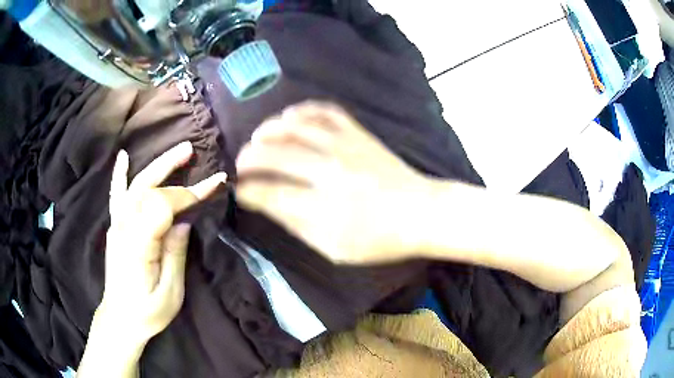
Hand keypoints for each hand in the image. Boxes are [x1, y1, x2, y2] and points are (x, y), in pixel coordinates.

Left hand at [99, 142, 225, 346]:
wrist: (121, 318)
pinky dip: (119, 174)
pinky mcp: (115, 227)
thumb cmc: (148, 312)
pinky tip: (124, 157)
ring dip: (156, 165)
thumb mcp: (170, 293)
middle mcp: (124, 229)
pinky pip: (116, 195)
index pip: (161, 206)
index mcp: (138, 246)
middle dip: (171, 168)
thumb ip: (175, 255)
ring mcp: (117, 225)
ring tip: (177, 151)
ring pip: (135, 185)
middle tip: (192, 151)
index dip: (186, 194)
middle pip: (147, 189)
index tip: (212, 188)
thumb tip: (184, 222)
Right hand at [236, 101, 430, 263]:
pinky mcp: (358, 133)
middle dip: (248, 157)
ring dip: (269, 129)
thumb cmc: (378, 239)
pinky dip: (303, 110)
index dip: (246, 191)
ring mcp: (344, 147)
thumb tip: (266, 204)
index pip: (269, 194)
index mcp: (322, 208)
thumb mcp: (334, 248)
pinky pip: (325, 110)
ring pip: (294, 126)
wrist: (421, 213)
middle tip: (240, 163)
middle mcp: (328, 172)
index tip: (238, 190)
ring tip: (258, 138)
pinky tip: (291, 117)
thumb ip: (297, 226)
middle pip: (274, 155)